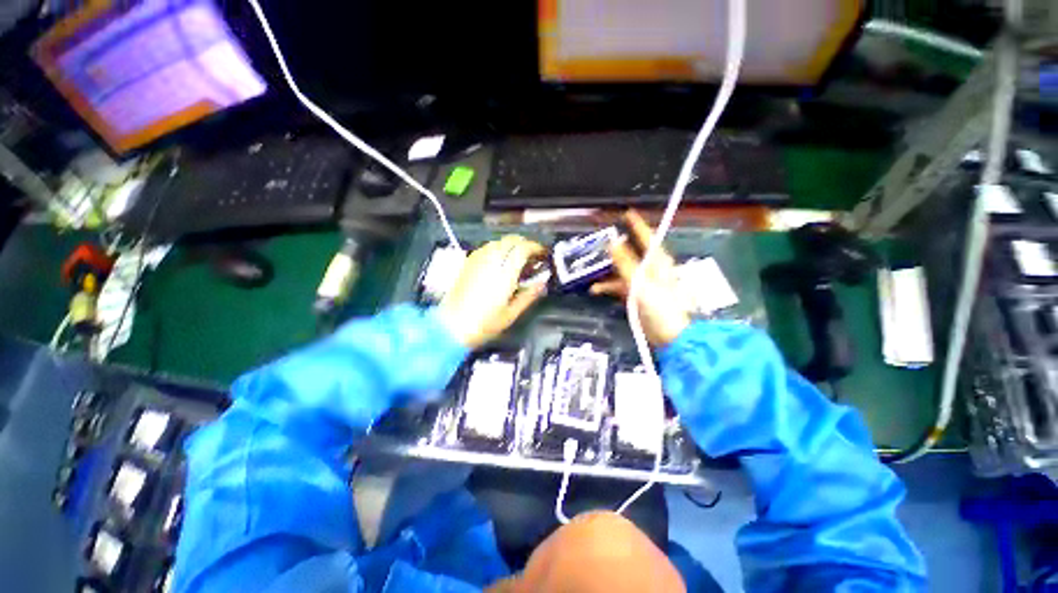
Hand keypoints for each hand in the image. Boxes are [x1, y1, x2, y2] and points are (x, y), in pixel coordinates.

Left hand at [438, 236, 546, 347]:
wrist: (451, 327)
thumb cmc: (484, 324)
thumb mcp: (511, 313)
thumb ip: (529, 295)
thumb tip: (542, 283)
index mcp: (504, 274)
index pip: (522, 248)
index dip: (535, 248)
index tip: (542, 254)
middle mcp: (490, 262)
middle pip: (511, 240)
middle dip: (525, 244)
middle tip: (532, 256)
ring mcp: (477, 260)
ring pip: (498, 241)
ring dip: (511, 245)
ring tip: (517, 259)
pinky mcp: (468, 263)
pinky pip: (486, 247)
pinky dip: (498, 249)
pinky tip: (499, 262)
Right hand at [590, 210, 690, 345]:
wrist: (671, 336)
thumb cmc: (660, 307)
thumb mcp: (639, 282)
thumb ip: (625, 263)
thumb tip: (613, 242)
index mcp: (657, 262)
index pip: (646, 237)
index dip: (636, 224)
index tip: (626, 212)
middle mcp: (651, 269)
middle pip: (631, 253)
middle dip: (616, 247)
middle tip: (600, 241)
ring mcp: (644, 283)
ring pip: (622, 270)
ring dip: (608, 271)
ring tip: (590, 270)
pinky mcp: (638, 296)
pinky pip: (620, 286)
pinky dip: (608, 287)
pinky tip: (595, 290)